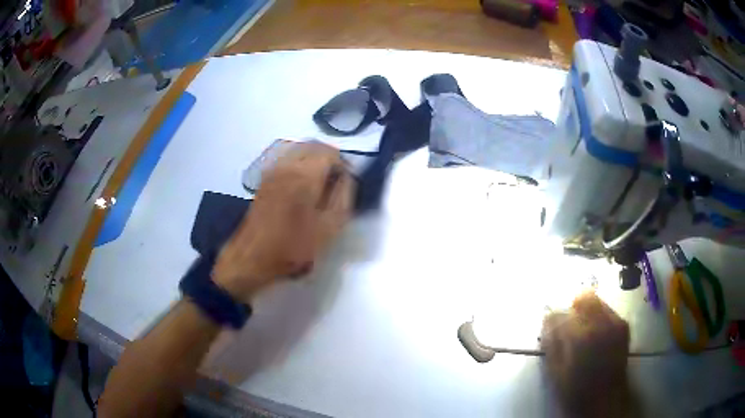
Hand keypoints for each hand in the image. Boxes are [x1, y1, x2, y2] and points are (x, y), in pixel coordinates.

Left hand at [212, 141, 353, 301]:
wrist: (252, 257)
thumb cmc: (292, 246)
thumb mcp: (329, 228)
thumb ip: (343, 197)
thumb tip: (347, 178)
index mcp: (305, 175)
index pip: (331, 153)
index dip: (344, 164)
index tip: (348, 182)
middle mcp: (287, 165)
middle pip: (314, 146)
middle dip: (330, 159)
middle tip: (337, 180)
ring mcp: (273, 170)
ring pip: (300, 150)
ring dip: (315, 160)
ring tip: (321, 184)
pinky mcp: (264, 179)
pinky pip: (287, 159)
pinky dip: (300, 164)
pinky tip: (302, 187)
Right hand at [540, 291, 631, 417]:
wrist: (606, 399)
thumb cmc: (577, 391)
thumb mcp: (556, 372)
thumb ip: (551, 344)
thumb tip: (546, 322)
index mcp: (581, 337)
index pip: (561, 313)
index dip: (552, 318)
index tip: (549, 324)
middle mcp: (601, 323)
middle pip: (584, 297)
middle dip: (572, 307)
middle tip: (566, 322)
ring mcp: (615, 322)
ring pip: (597, 300)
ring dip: (586, 310)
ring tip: (581, 329)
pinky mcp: (623, 325)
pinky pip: (608, 310)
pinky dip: (598, 316)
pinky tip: (594, 333)